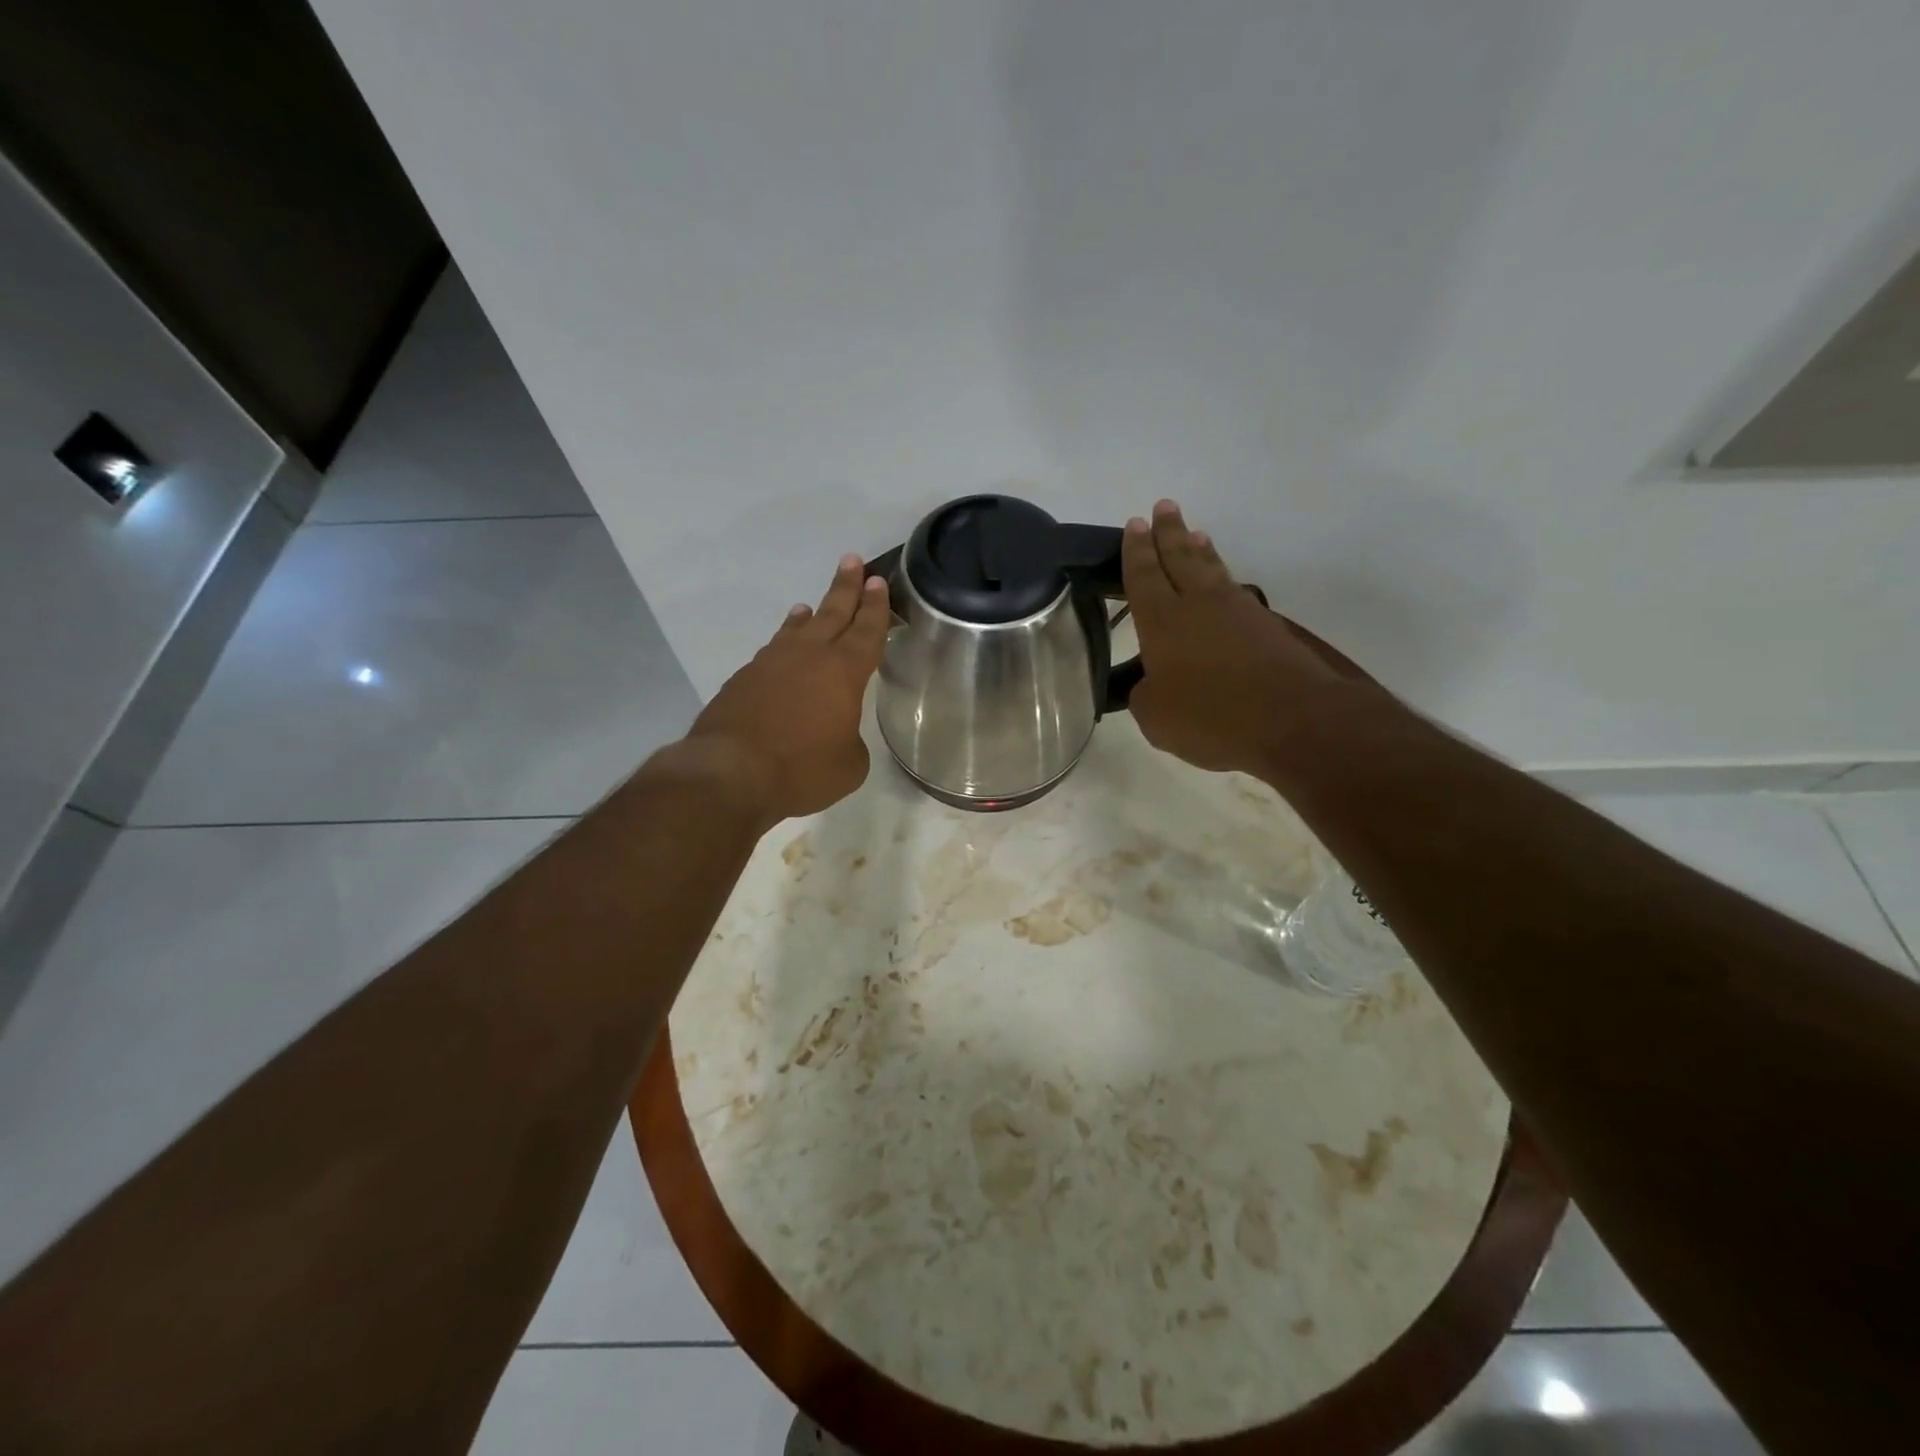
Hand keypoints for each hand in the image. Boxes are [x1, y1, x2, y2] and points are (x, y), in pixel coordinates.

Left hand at [676, 555, 890, 826]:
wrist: (730, 772)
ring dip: (808, 616)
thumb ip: (851, 742)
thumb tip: (838, 735)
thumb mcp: (849, 766)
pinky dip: (781, 645)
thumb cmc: (801, 769)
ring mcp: (771, 664)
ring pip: (796, 631)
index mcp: (844, 672)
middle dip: (846, 588)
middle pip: (832, 613)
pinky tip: (779, 653)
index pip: (867, 630)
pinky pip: (772, 653)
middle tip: (853, 562)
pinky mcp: (743, 680)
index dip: (875, 607)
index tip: (877, 582)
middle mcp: (808, 657)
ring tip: (809, 606)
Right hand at [1122, 500, 1363, 775]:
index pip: (1144, 577)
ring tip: (1196, 533)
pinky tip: (1224, 584)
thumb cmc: (1211, 716)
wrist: (1293, 719)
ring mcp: (1238, 613)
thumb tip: (1153, 683)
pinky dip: (1224, 579)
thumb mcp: (1156, 718)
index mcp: (1163, 622)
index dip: (1137, 551)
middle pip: (1181, 558)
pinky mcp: (1268, 628)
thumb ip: (1146, 694)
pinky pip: (1236, 592)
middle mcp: (1199, 605)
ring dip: (1201, 550)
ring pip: (1213, 570)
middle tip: (1164, 507)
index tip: (1135, 524)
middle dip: (1169, 533)